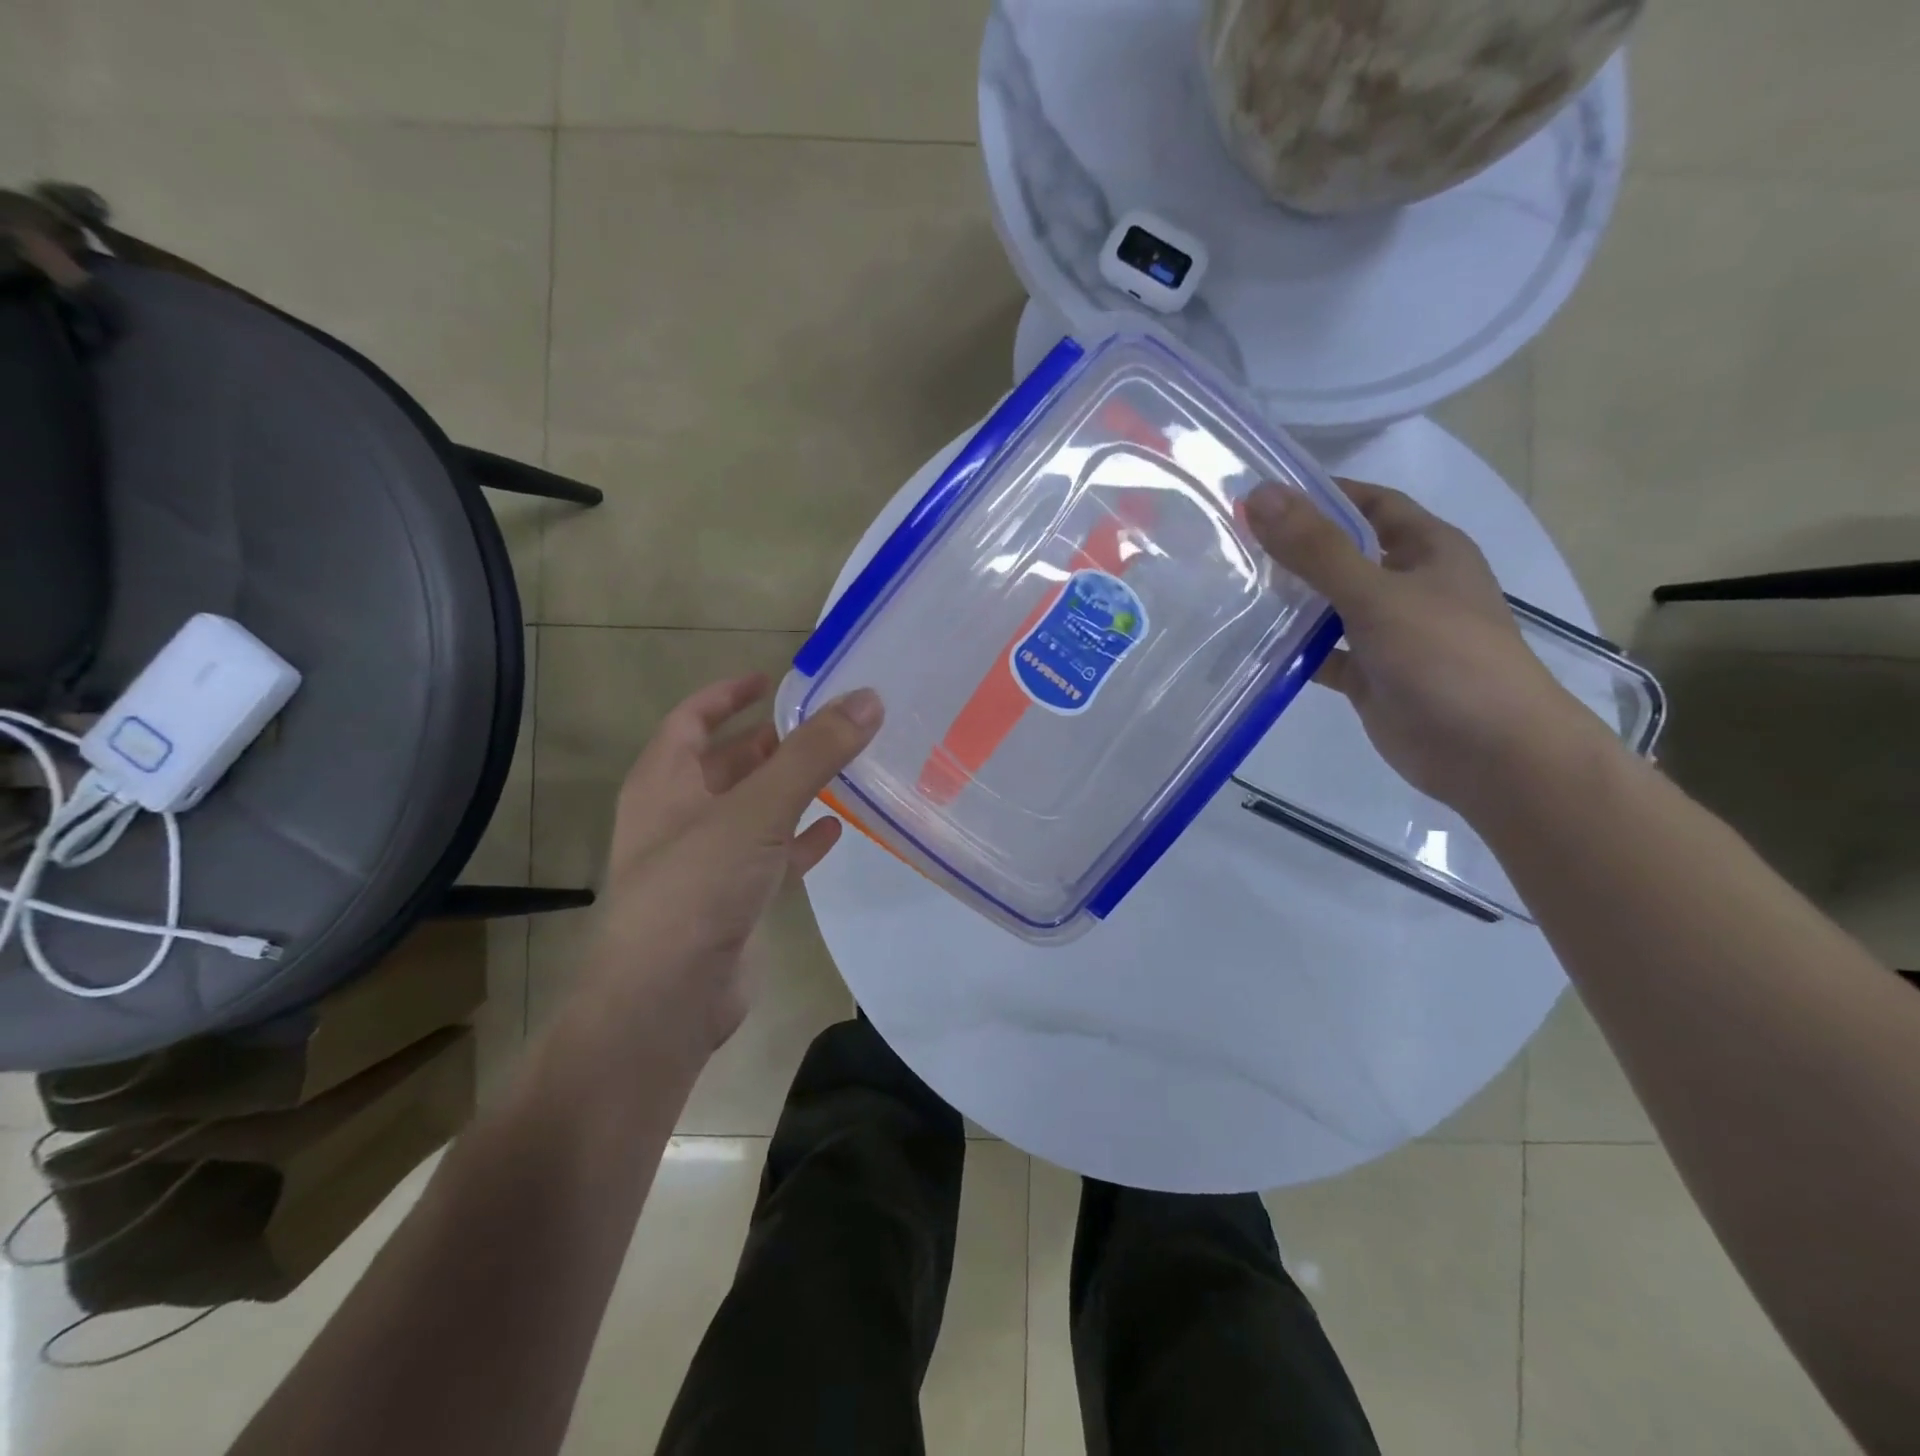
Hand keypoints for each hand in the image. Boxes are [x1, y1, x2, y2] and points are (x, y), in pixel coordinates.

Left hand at [579, 675, 882, 1052]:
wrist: (668, 1000)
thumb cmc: (697, 886)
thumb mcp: (757, 809)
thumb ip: (813, 753)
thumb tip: (867, 698)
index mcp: (664, 782)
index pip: (692, 719)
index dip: (728, 694)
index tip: (772, 679)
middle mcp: (679, 816)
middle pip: (726, 764)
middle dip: (770, 743)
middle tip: (822, 725)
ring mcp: (704, 862)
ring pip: (752, 811)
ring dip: (789, 789)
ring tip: (838, 768)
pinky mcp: (731, 901)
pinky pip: (770, 856)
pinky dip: (799, 840)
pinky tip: (835, 829)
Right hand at [1245, 478, 1611, 815]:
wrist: (1489, 753)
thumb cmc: (1446, 658)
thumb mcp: (1378, 594)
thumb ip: (1317, 549)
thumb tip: (1259, 496)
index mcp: (1427, 549)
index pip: (1370, 503)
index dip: (1321, 493)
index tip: (1261, 495)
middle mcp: (1407, 584)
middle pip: (1343, 553)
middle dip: (1294, 547)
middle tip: (1230, 542)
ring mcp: (1387, 633)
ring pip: (1328, 606)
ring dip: (1288, 600)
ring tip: (1229, 588)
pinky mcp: (1369, 675)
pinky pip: (1322, 654)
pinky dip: (1292, 651)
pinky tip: (1251, 647)